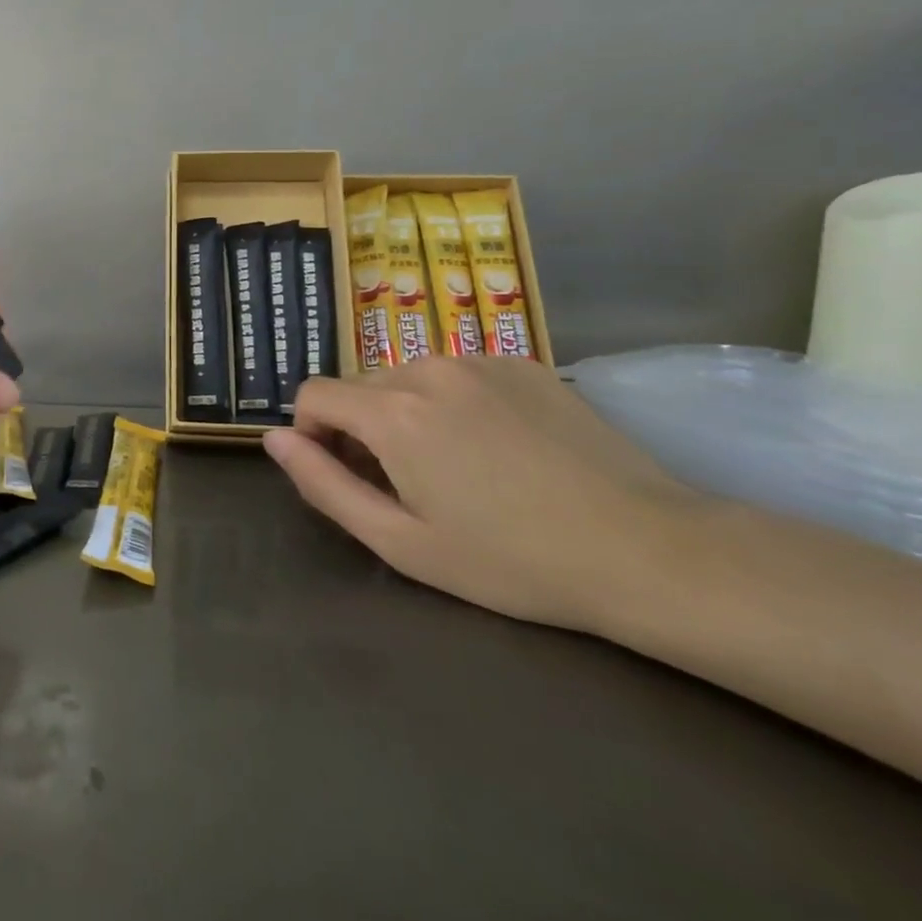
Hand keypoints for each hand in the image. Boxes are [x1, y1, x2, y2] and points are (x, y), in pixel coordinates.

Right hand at [263, 358, 700, 631]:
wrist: (648, 550)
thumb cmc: (512, 560)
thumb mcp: (400, 541)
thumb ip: (323, 484)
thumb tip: (273, 438)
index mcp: (392, 411)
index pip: (313, 395)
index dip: (312, 435)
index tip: (345, 476)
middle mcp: (428, 368)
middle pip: (360, 387)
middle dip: (361, 429)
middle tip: (405, 486)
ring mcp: (480, 360)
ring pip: (407, 379)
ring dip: (406, 415)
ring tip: (455, 470)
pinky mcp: (523, 364)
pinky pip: (457, 375)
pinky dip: (453, 403)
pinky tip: (499, 449)